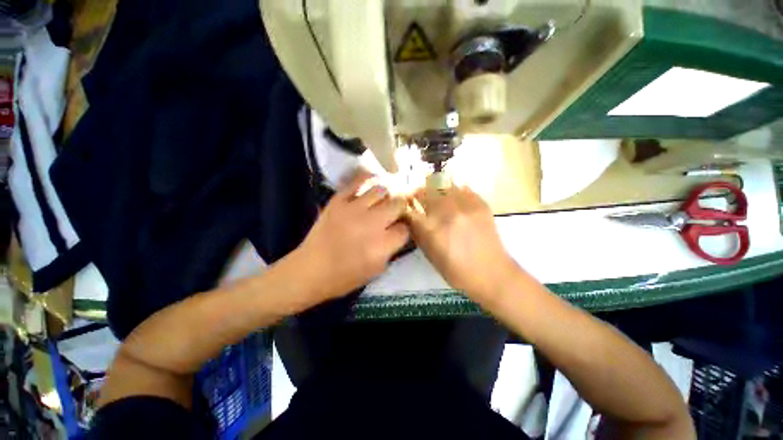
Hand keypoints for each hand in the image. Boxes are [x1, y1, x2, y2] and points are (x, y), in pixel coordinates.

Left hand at [296, 171, 410, 301]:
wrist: (311, 269)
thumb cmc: (345, 276)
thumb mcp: (376, 270)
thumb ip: (392, 249)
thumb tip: (398, 231)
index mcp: (381, 245)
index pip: (405, 228)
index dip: (404, 229)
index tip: (398, 229)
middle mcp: (371, 223)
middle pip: (397, 204)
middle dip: (400, 208)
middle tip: (395, 212)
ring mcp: (354, 209)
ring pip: (381, 191)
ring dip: (385, 196)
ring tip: (382, 201)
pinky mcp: (338, 201)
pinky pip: (357, 182)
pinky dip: (367, 178)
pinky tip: (373, 178)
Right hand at [406, 185, 517, 300]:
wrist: (491, 273)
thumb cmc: (456, 270)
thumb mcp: (429, 255)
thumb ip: (418, 233)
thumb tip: (411, 217)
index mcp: (431, 229)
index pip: (410, 208)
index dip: (404, 205)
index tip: (405, 206)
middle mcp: (446, 212)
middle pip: (424, 191)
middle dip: (418, 193)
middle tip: (418, 198)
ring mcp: (464, 205)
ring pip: (443, 185)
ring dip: (435, 189)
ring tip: (437, 196)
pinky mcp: (480, 203)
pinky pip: (462, 188)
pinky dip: (454, 191)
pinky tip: (455, 200)